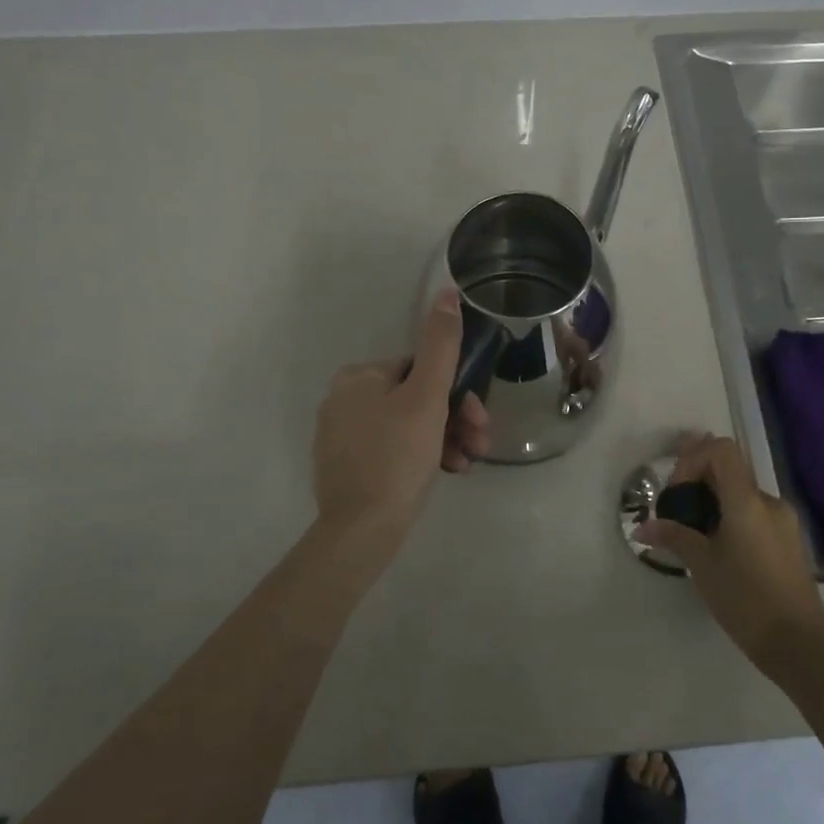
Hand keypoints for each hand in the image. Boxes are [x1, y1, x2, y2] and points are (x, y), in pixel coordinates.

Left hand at [311, 290, 490, 555]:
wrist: (361, 531)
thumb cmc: (397, 456)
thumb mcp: (427, 397)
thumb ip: (440, 344)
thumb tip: (446, 292)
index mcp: (359, 377)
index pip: (420, 369)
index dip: (456, 390)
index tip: (479, 417)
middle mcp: (344, 400)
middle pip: (416, 398)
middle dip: (455, 418)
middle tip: (480, 442)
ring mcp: (343, 436)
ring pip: (409, 426)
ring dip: (446, 439)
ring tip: (468, 462)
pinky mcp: (347, 467)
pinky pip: (394, 450)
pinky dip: (423, 457)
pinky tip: (448, 473)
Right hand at [636, 434, 823, 681]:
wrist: (799, 644)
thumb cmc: (746, 599)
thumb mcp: (702, 565)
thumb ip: (673, 536)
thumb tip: (642, 527)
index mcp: (747, 500)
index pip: (721, 449)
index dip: (694, 458)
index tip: (677, 491)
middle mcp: (769, 502)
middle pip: (729, 470)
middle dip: (698, 481)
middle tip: (675, 510)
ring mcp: (783, 521)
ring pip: (741, 494)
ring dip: (713, 501)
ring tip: (692, 532)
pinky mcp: (788, 541)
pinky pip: (754, 513)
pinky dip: (731, 517)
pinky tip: (717, 547)